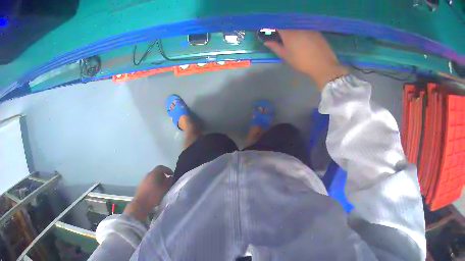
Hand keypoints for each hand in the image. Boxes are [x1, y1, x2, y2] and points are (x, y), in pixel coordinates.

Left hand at [123, 165, 172, 221]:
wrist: (141, 203)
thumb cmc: (154, 195)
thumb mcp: (164, 189)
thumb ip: (168, 182)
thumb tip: (171, 178)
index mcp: (153, 173)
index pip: (161, 167)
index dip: (167, 170)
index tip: (172, 175)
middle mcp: (148, 174)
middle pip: (157, 172)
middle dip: (163, 176)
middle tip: (168, 182)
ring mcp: (144, 180)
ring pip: (153, 177)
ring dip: (159, 180)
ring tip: (163, 188)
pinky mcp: (141, 185)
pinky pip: (150, 182)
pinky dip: (154, 184)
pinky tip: (156, 191)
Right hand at [264, 30, 347, 90]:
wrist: (324, 66)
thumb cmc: (303, 62)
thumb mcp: (286, 56)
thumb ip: (275, 47)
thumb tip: (267, 42)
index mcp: (288, 33)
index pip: (277, 25)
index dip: (273, 27)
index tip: (272, 32)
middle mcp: (297, 27)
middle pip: (287, 24)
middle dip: (283, 28)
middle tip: (282, 35)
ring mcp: (308, 28)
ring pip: (297, 25)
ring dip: (293, 29)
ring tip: (293, 37)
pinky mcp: (316, 31)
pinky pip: (306, 28)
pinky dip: (302, 31)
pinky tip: (304, 38)